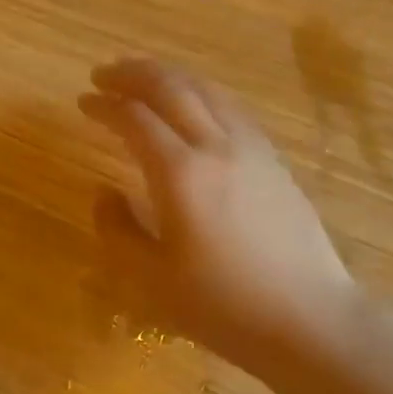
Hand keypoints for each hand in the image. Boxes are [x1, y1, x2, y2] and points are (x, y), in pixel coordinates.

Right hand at [78, 58, 355, 379]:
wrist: (309, 319)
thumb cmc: (223, 307)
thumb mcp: (152, 279)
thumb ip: (118, 229)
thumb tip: (103, 193)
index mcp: (181, 174)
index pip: (135, 119)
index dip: (104, 105)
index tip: (83, 102)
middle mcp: (217, 146)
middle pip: (172, 88)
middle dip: (133, 74)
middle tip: (103, 73)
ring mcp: (253, 149)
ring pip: (207, 91)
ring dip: (170, 76)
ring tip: (144, 78)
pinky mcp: (275, 160)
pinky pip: (232, 108)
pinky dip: (202, 94)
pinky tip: (195, 106)